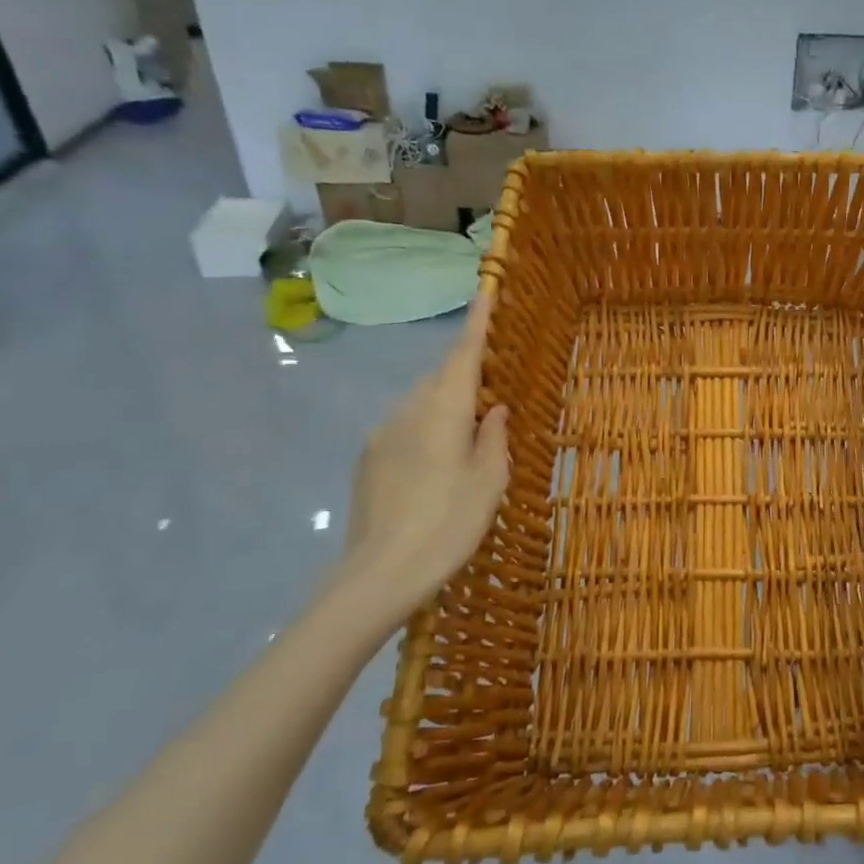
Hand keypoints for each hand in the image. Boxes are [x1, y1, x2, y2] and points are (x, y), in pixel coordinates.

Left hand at [336, 294, 509, 631]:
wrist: (378, 575)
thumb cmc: (448, 524)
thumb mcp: (488, 481)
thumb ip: (494, 437)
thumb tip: (494, 409)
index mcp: (443, 410)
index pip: (463, 354)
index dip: (478, 321)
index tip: (486, 288)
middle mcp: (408, 410)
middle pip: (441, 377)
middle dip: (467, 375)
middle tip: (494, 397)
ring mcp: (382, 434)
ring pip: (423, 403)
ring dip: (447, 406)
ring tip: (469, 440)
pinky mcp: (368, 458)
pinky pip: (406, 426)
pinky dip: (428, 429)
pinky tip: (438, 466)